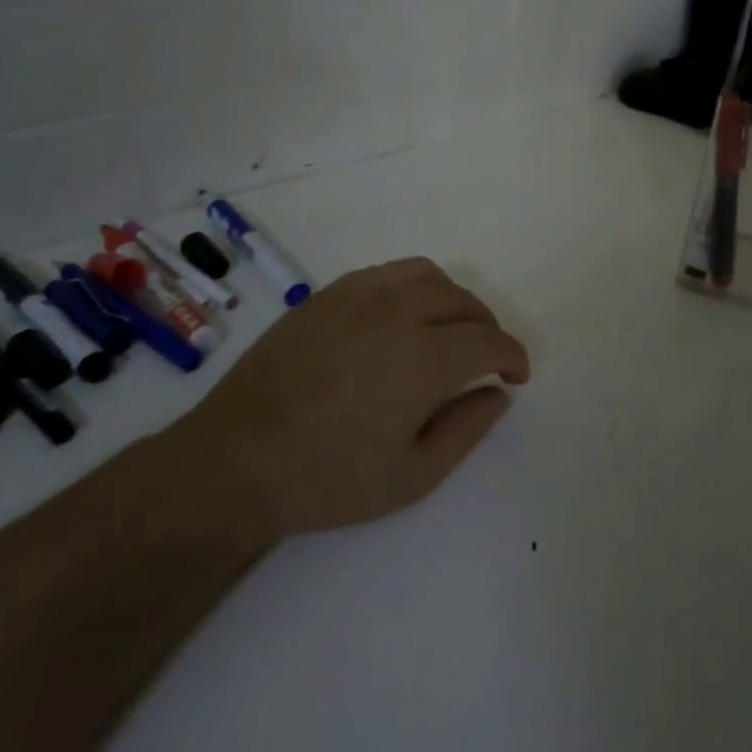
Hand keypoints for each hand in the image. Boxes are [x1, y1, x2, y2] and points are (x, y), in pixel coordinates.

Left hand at [188, 258, 530, 534]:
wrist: (235, 461)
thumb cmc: (328, 479)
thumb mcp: (412, 476)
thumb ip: (468, 429)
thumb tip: (499, 394)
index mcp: (424, 357)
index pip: (489, 341)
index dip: (513, 356)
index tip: (516, 376)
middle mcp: (398, 311)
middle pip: (464, 303)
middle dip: (488, 329)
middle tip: (487, 359)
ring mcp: (359, 295)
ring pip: (429, 277)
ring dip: (455, 301)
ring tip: (452, 330)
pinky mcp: (328, 294)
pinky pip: (389, 273)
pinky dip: (415, 287)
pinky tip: (405, 316)